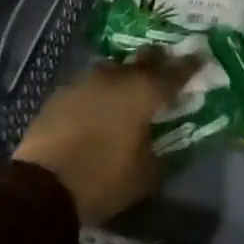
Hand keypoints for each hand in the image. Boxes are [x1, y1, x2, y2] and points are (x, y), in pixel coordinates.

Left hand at [13, 51, 188, 224]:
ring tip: (131, 86)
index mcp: (144, 92)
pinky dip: (101, 90)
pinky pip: (90, 84)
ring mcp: (87, 81)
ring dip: (126, 74)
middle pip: (144, 59)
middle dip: (158, 61)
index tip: (201, 57)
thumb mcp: (146, 175)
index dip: (190, 65)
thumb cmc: (103, 178)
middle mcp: (118, 77)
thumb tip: (171, 145)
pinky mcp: (62, 92)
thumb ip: (164, 154)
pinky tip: (100, 104)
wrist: (42, 185)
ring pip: (114, 68)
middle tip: (166, 66)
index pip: (175, 72)